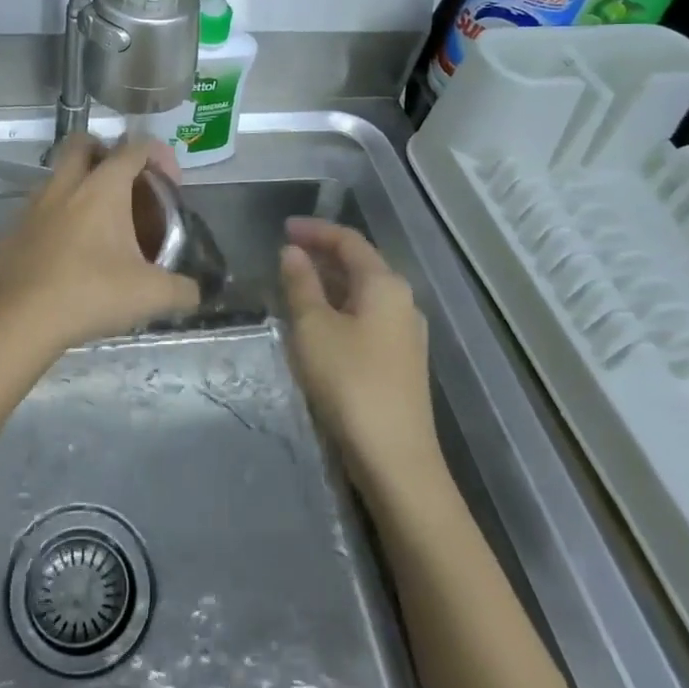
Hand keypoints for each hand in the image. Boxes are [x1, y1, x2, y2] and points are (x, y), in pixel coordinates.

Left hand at [0, 135, 199, 359]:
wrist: (21, 320)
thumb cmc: (91, 294)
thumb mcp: (151, 295)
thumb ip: (182, 290)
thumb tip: (196, 292)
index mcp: (102, 188)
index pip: (134, 148)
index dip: (158, 155)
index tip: (169, 181)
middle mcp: (65, 186)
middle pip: (83, 143)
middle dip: (105, 152)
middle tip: (124, 183)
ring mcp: (32, 206)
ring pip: (57, 176)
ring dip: (77, 186)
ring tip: (97, 223)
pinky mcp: (12, 231)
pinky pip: (38, 212)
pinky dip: (55, 220)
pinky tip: (66, 253)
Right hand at [280, 218, 435, 476]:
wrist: (395, 459)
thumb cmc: (349, 382)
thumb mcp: (313, 328)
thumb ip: (301, 284)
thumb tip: (292, 252)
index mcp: (385, 285)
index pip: (348, 241)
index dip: (315, 230)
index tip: (283, 228)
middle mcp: (402, 301)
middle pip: (360, 265)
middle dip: (322, 255)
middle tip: (285, 254)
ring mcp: (406, 334)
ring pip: (363, 294)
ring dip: (329, 284)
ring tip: (295, 286)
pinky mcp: (401, 362)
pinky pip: (367, 319)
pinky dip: (340, 310)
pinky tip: (317, 325)